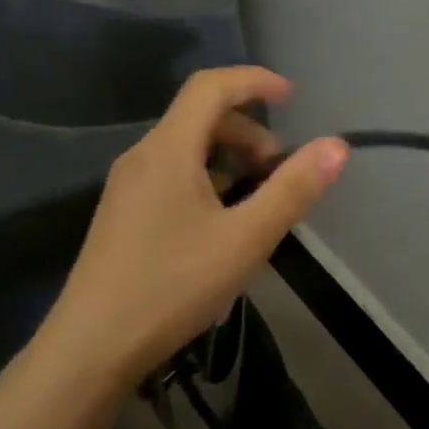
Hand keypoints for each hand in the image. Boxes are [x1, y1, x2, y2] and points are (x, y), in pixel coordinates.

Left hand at [27, 67, 348, 391]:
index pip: (210, 87)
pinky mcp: (123, 215)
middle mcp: (142, 157)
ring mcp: (127, 187)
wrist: (92, 347)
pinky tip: (223, 227)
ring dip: (229, 160)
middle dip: (248, 132)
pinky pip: (172, 177)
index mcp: (168, 150)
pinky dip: (207, 183)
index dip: (254, 81)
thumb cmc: (172, 286)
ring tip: (258, 203)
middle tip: (280, 171)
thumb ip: (292, 190)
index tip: (291, 97)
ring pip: (186, 151)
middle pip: (199, 118)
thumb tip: (336, 145)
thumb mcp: (245, 239)